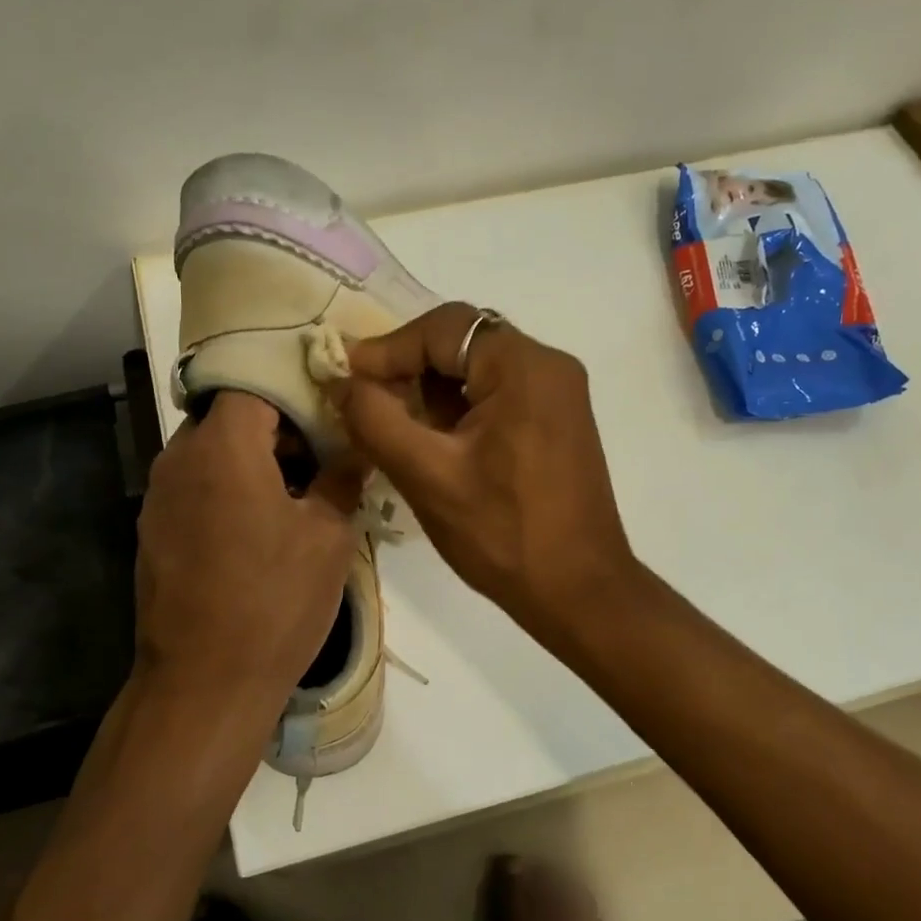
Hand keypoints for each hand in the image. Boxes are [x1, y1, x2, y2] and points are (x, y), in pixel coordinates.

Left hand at [136, 392, 363, 711]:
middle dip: (277, 429)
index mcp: (221, 446)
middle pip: (229, 416)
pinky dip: (228, 491)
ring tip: (297, 499)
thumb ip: (343, 477)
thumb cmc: (274, 601)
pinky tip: (259, 532)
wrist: (204, 682)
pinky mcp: (152, 531)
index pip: (254, 383)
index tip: (330, 416)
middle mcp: (178, 458)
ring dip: (253, 462)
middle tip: (322, 461)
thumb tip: (357, 446)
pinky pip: (195, 488)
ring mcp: (158, 497)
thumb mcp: (328, 537)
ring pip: (211, 453)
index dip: (295, 393)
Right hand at [327, 304, 637, 648]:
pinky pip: (497, 394)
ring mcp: (558, 394)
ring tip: (390, 424)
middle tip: (364, 401)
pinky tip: (431, 440)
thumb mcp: (428, 476)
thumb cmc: (503, 534)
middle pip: (462, 342)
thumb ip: (376, 420)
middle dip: (408, 368)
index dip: (387, 349)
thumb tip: (341, 382)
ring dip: (431, 390)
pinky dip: (458, 408)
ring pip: (477, 369)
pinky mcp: (556, 421)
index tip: (344, 379)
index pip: (443, 328)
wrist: (578, 591)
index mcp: (525, 366)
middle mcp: (549, 366)